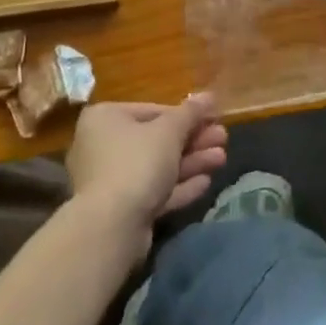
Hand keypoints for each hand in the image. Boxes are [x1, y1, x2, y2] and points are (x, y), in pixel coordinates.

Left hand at [65, 95, 228, 248]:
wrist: (111, 229)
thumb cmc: (137, 163)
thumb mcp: (169, 131)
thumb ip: (191, 112)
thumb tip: (208, 95)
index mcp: (105, 118)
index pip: (154, 110)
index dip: (187, 115)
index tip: (213, 118)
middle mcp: (102, 147)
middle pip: (157, 140)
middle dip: (193, 141)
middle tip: (223, 139)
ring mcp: (110, 182)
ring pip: (158, 167)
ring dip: (191, 162)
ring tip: (222, 159)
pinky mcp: (120, 211)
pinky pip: (153, 192)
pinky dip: (178, 187)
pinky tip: (205, 183)